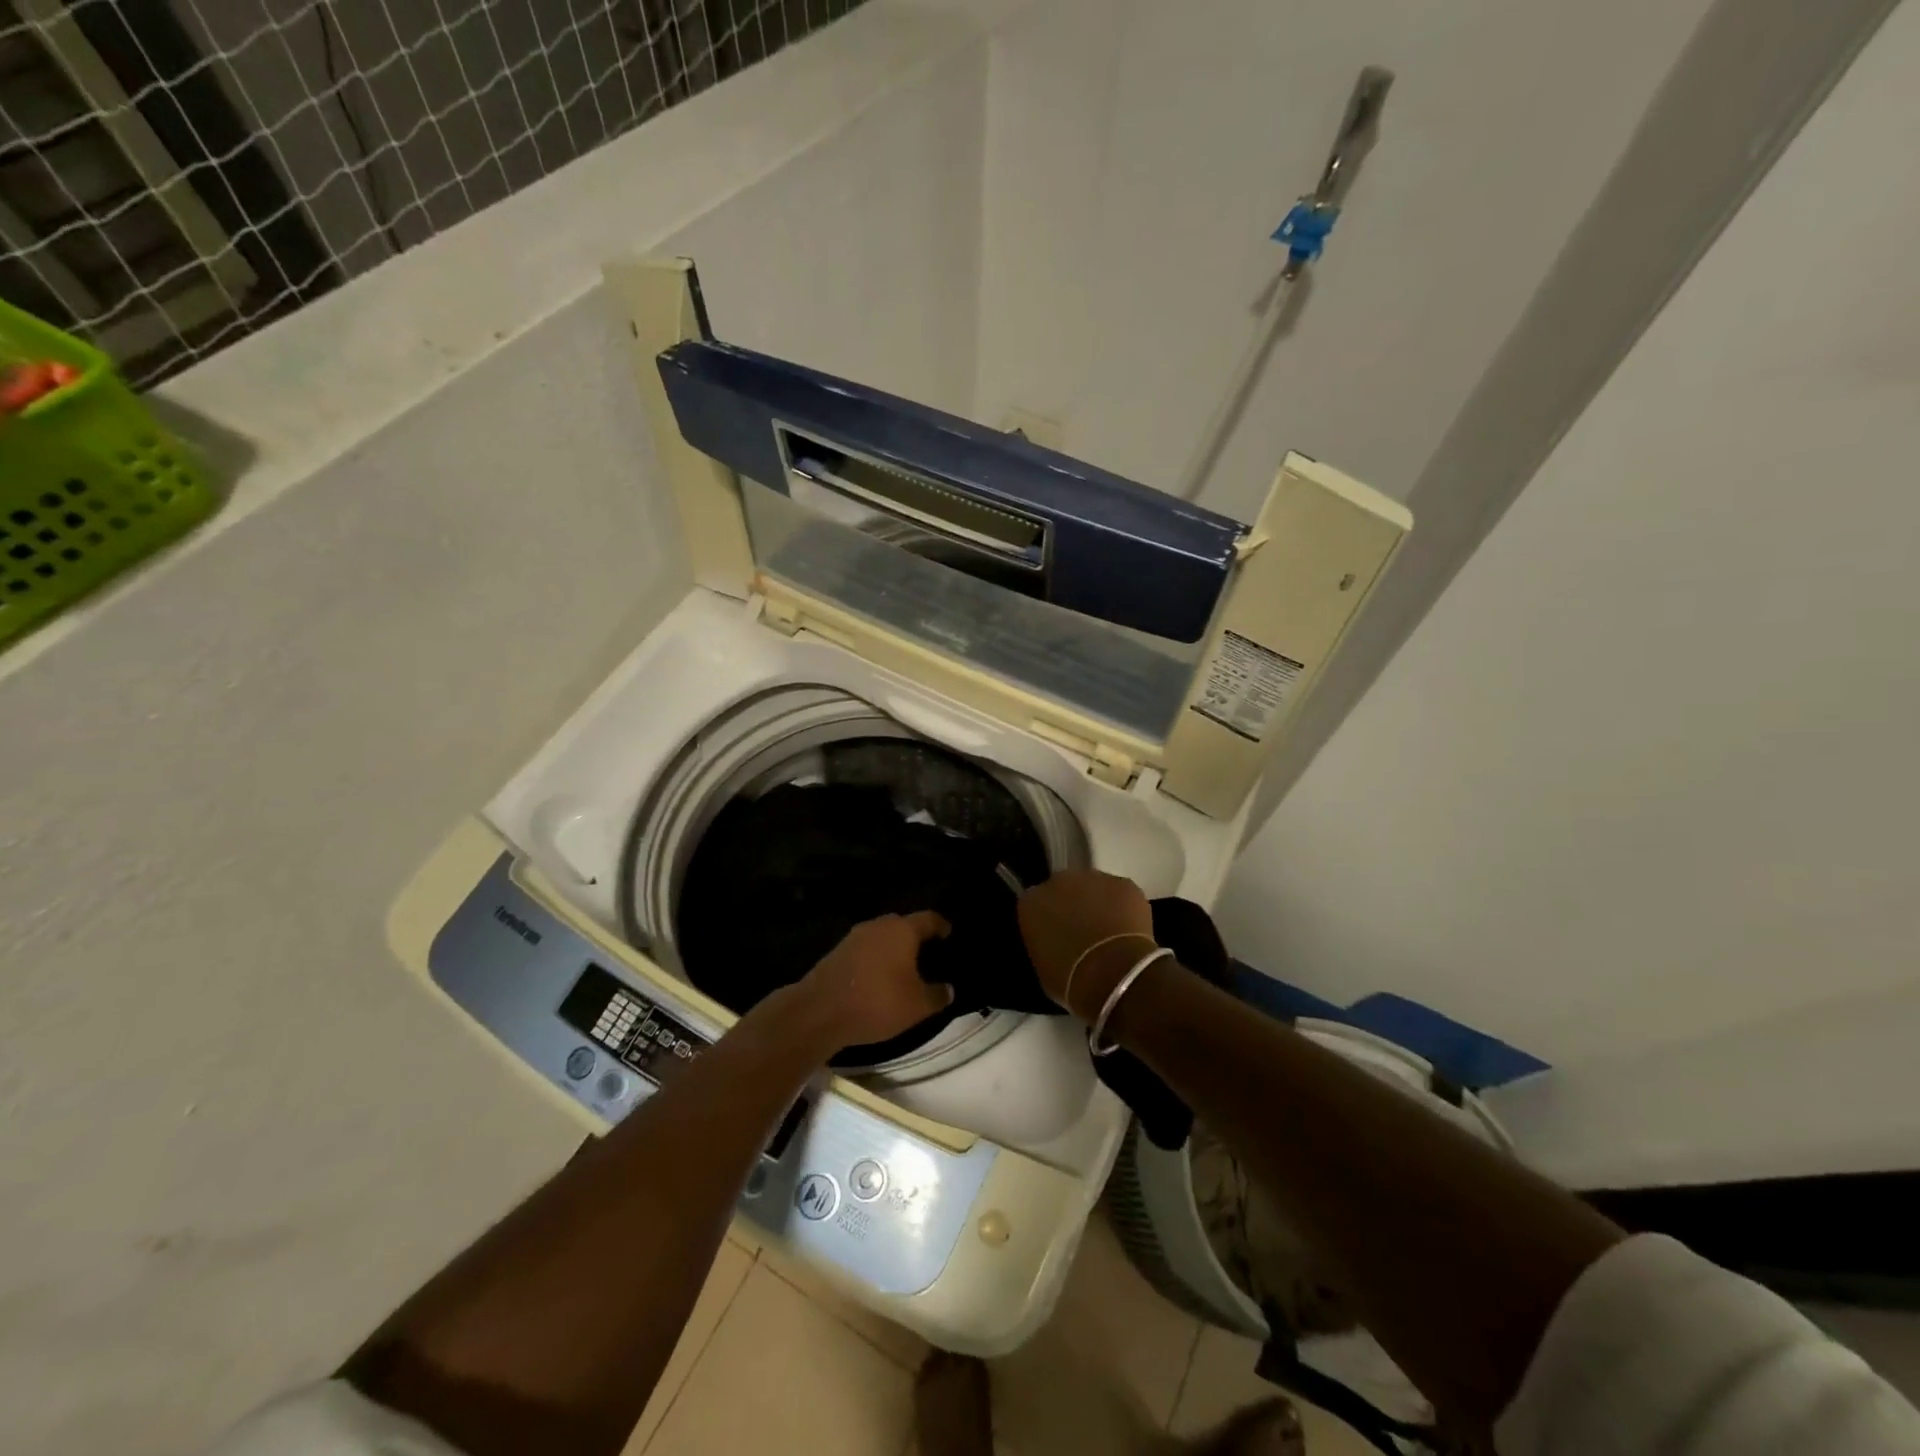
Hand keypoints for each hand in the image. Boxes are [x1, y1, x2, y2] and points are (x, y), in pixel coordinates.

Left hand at [797, 911, 954, 1050]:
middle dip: (914, 935)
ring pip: (880, 936)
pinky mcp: (836, 953)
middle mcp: (878, 926)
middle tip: (926, 951)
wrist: (820, 1011)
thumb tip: (948, 989)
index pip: (928, 919)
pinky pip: (864, 950)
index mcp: (902, 930)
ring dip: (891, 948)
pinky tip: (878, 976)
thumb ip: (936, 995)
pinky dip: (874, 958)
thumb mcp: (917, 1006)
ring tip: (902, 966)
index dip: (940, 925)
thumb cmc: (877, 1002)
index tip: (948, 932)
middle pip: (901, 924)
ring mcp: (854, 937)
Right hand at [1017, 870, 1155, 1019]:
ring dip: (1100, 904)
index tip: (1057, 935)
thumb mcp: (1043, 966)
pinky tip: (1131, 931)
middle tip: (1085, 932)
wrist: (1112, 975)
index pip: (1035, 904)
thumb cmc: (1070, 981)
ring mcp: (1093, 879)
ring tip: (1112, 933)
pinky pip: (1121, 894)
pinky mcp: (1124, 884)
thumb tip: (1058, 942)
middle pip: (1064, 888)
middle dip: (1073, 905)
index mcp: (1031, 903)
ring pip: (1095, 888)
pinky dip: (1125, 908)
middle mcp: (1058, 882)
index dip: (1049, 919)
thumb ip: (1046, 943)